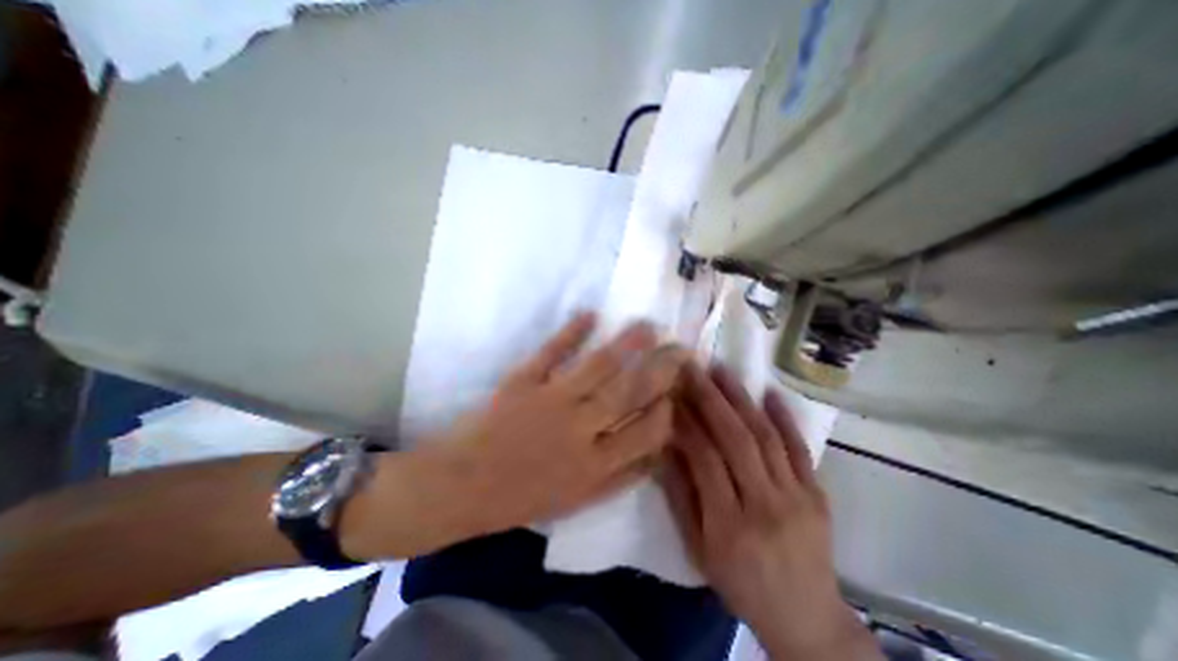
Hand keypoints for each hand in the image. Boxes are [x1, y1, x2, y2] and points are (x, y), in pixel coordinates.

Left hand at [431, 316, 692, 541]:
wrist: (460, 486)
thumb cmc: (521, 498)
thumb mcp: (577, 500)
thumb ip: (620, 477)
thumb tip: (656, 452)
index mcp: (595, 465)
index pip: (648, 431)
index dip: (668, 408)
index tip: (676, 390)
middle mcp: (580, 430)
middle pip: (631, 392)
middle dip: (661, 369)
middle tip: (679, 349)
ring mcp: (551, 401)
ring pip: (600, 366)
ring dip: (627, 343)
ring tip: (647, 325)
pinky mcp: (523, 381)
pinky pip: (552, 351)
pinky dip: (571, 330)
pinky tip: (590, 314)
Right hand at [661, 364, 871, 658]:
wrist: (807, 619)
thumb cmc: (741, 585)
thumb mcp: (697, 550)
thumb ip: (681, 496)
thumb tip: (666, 448)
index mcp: (729, 525)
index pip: (705, 459)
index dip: (686, 423)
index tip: (673, 394)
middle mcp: (765, 505)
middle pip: (736, 440)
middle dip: (711, 398)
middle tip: (695, 368)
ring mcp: (797, 497)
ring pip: (765, 436)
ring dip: (741, 398)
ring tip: (722, 370)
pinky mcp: (818, 494)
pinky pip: (800, 449)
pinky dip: (785, 418)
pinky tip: (770, 392)